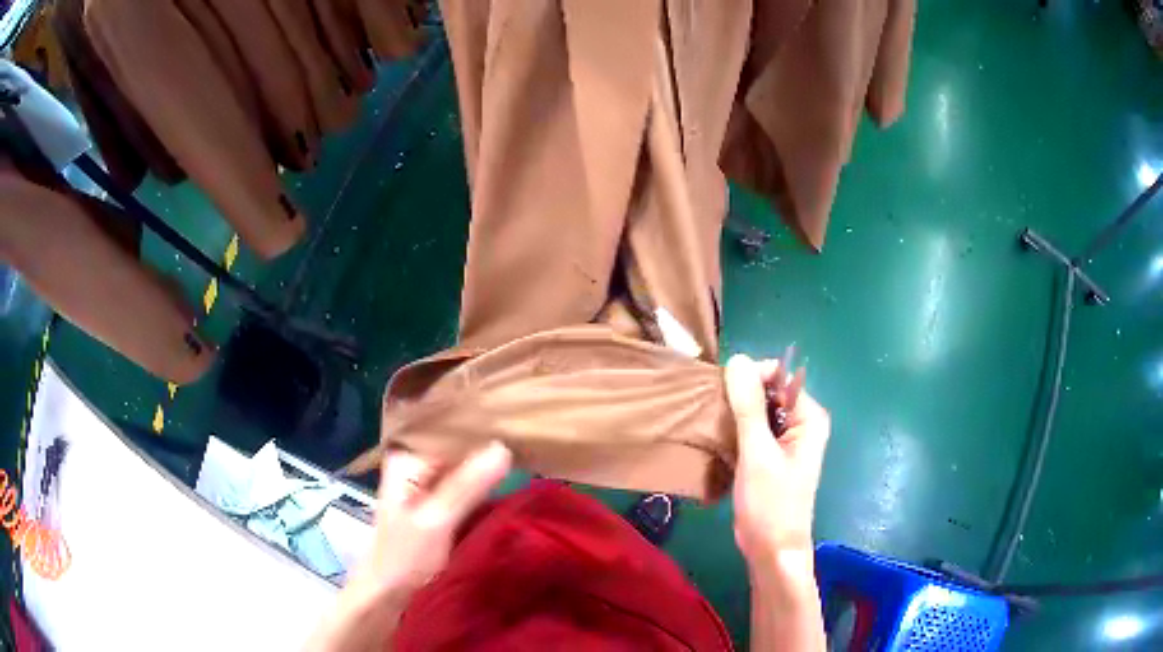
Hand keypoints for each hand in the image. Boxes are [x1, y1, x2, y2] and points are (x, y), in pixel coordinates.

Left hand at [308, 442, 511, 650]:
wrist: (389, 597)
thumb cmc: (404, 558)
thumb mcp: (437, 520)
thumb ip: (467, 485)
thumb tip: (504, 447)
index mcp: (407, 459)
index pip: (449, 433)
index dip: (482, 431)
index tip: (518, 426)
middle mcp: (416, 466)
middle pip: (457, 450)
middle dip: (488, 449)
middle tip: (529, 440)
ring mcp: (428, 487)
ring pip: (464, 470)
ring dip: (490, 469)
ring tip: (527, 455)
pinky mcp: (440, 508)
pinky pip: (467, 489)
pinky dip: (486, 487)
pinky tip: (511, 481)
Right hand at [725, 355, 829, 567]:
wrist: (771, 551)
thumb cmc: (770, 505)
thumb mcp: (757, 454)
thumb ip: (748, 406)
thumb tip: (737, 359)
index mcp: (809, 417)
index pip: (778, 376)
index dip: (750, 378)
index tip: (723, 397)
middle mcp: (801, 423)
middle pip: (766, 391)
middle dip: (739, 397)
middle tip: (716, 417)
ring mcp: (785, 441)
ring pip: (755, 411)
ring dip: (734, 415)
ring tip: (713, 428)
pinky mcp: (769, 456)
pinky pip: (751, 430)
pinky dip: (734, 431)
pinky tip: (718, 441)